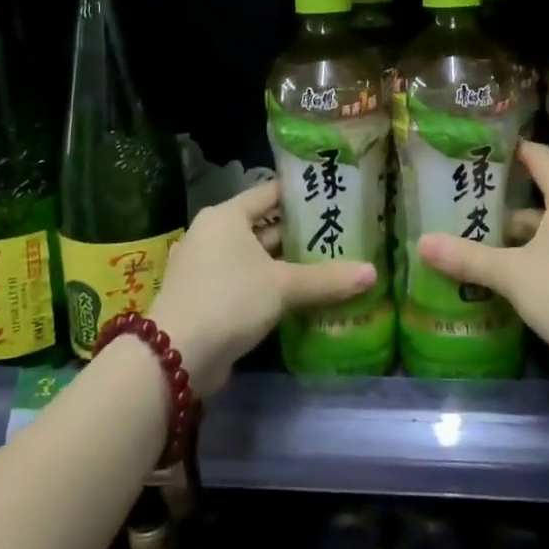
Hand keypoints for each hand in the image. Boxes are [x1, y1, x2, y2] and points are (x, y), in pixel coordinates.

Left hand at [151, 180, 374, 396]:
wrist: (175, 355)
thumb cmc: (229, 299)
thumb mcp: (283, 285)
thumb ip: (327, 279)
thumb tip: (373, 273)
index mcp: (226, 216)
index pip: (270, 193)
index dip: (301, 195)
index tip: (333, 197)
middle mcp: (213, 234)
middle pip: (264, 226)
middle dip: (299, 234)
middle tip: (340, 234)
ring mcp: (206, 268)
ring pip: (256, 258)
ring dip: (287, 264)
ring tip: (330, 264)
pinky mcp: (206, 298)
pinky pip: (247, 283)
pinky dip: (271, 287)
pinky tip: (301, 297)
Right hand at [417, 141, 548, 381]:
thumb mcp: (512, 275)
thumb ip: (468, 258)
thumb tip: (422, 242)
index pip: (538, 157)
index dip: (510, 152)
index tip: (480, 153)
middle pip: (546, 196)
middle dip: (509, 207)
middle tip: (471, 212)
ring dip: (529, 238)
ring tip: (491, 250)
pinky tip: (525, 281)